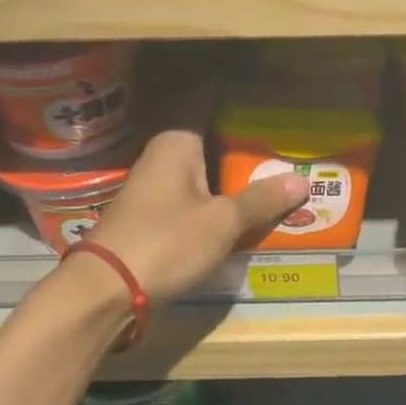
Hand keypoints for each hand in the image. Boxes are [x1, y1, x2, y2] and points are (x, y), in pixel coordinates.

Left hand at [79, 129, 307, 305]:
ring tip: (281, 183)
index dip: (245, 111)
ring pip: (207, 178)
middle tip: (293, 154)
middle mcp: (163, 158)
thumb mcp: (222, 222)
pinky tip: (248, 215)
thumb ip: (261, 200)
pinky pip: (197, 203)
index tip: (278, 112)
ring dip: (237, 184)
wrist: (103, 293)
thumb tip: (302, 180)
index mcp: (177, 143)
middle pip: (215, 148)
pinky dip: (220, 207)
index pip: (215, 110)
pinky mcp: (154, 219)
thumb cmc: (165, 242)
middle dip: (250, 154)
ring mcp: (156, 190)